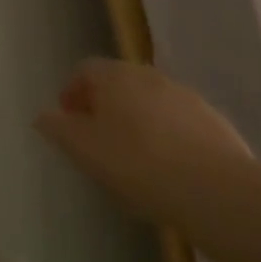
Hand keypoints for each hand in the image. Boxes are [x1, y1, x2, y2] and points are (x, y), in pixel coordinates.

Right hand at [37, 60, 252, 223]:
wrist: (216, 191)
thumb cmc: (137, 163)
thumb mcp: (83, 149)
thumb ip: (58, 128)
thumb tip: (44, 115)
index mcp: (114, 75)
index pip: (84, 70)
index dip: (73, 92)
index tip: (68, 120)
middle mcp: (150, 76)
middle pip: (119, 83)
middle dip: (106, 106)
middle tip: (99, 139)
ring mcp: (187, 98)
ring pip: (152, 103)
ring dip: (139, 121)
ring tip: (136, 160)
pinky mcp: (217, 124)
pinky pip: (181, 125)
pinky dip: (170, 138)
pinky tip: (171, 171)